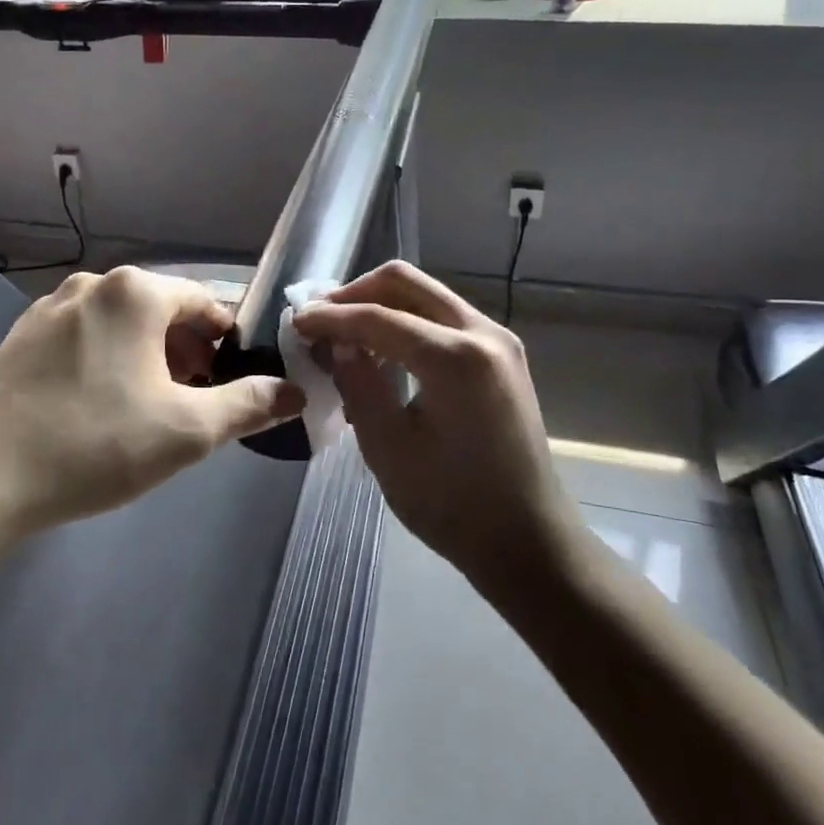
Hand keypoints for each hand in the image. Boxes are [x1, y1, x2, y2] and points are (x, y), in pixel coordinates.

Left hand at [0, 267, 303, 531]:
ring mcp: (49, 307)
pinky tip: (98, 407)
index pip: (204, 302)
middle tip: (195, 402)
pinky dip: (106, 360)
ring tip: (150, 408)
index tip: (233, 380)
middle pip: (161, 311)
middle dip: (187, 352)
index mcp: (135, 292)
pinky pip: (83, 337)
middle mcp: (92, 285)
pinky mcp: (20, 337)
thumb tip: (293, 392)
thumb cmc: (95, 444)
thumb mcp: (187, 431)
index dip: (227, 341)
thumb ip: (248, 405)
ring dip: (147, 357)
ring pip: (120, 324)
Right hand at [292, 262, 572, 588]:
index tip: (295, 322)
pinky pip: (444, 318)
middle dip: (357, 294)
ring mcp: (497, 340)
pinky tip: (383, 353)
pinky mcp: (501, 356)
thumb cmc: (453, 505)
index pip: (378, 317)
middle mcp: (483, 332)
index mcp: (456, 357)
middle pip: (407, 283)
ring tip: (345, 337)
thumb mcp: (389, 448)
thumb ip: (358, 383)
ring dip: (382, 306)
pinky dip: (408, 323)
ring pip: (427, 296)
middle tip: (321, 319)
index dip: (330, 317)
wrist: (528, 541)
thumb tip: (337, 343)